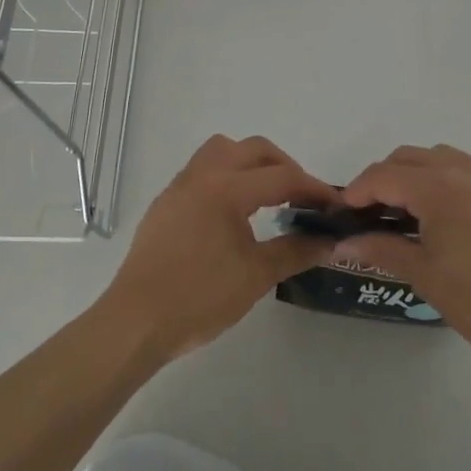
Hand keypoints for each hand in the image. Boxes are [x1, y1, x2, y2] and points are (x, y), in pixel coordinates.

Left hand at [100, 135, 336, 360]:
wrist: (136, 321)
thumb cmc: (199, 298)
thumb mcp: (256, 276)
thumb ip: (295, 251)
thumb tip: (328, 242)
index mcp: (227, 188)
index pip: (281, 177)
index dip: (313, 188)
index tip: (334, 205)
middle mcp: (203, 175)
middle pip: (253, 149)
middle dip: (284, 166)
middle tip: (302, 197)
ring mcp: (180, 186)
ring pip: (222, 150)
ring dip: (251, 163)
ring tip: (268, 196)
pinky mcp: (166, 202)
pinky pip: (203, 170)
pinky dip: (227, 176)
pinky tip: (233, 212)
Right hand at [338, 145, 470, 377]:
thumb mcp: (424, 276)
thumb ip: (380, 248)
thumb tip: (341, 244)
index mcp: (441, 188)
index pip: (385, 175)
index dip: (358, 190)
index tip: (345, 211)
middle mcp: (470, 170)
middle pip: (413, 157)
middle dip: (387, 178)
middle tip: (376, 211)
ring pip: (447, 159)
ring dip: (422, 175)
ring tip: (416, 212)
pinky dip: (458, 184)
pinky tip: (459, 219)